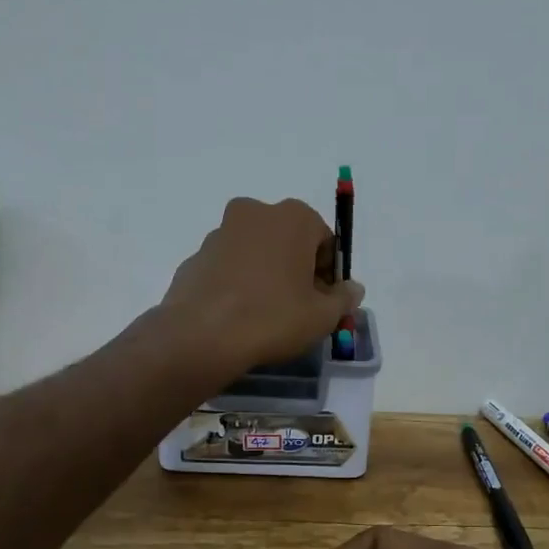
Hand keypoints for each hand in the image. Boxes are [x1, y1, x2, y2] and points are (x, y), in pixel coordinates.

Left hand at [160, 197, 363, 372]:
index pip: (324, 240)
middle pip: (288, 240)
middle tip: (299, 307)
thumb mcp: (322, 316)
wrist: (201, 335)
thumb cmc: (273, 317)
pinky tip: (239, 314)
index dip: (329, 273)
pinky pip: (229, 267)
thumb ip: (344, 299)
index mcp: (293, 217)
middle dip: (297, 268)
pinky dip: (238, 282)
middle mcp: (255, 213)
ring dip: (266, 273)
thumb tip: (352, 289)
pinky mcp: (196, 256)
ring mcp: (220, 232)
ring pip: (256, 251)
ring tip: (266, 313)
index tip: (324, 300)